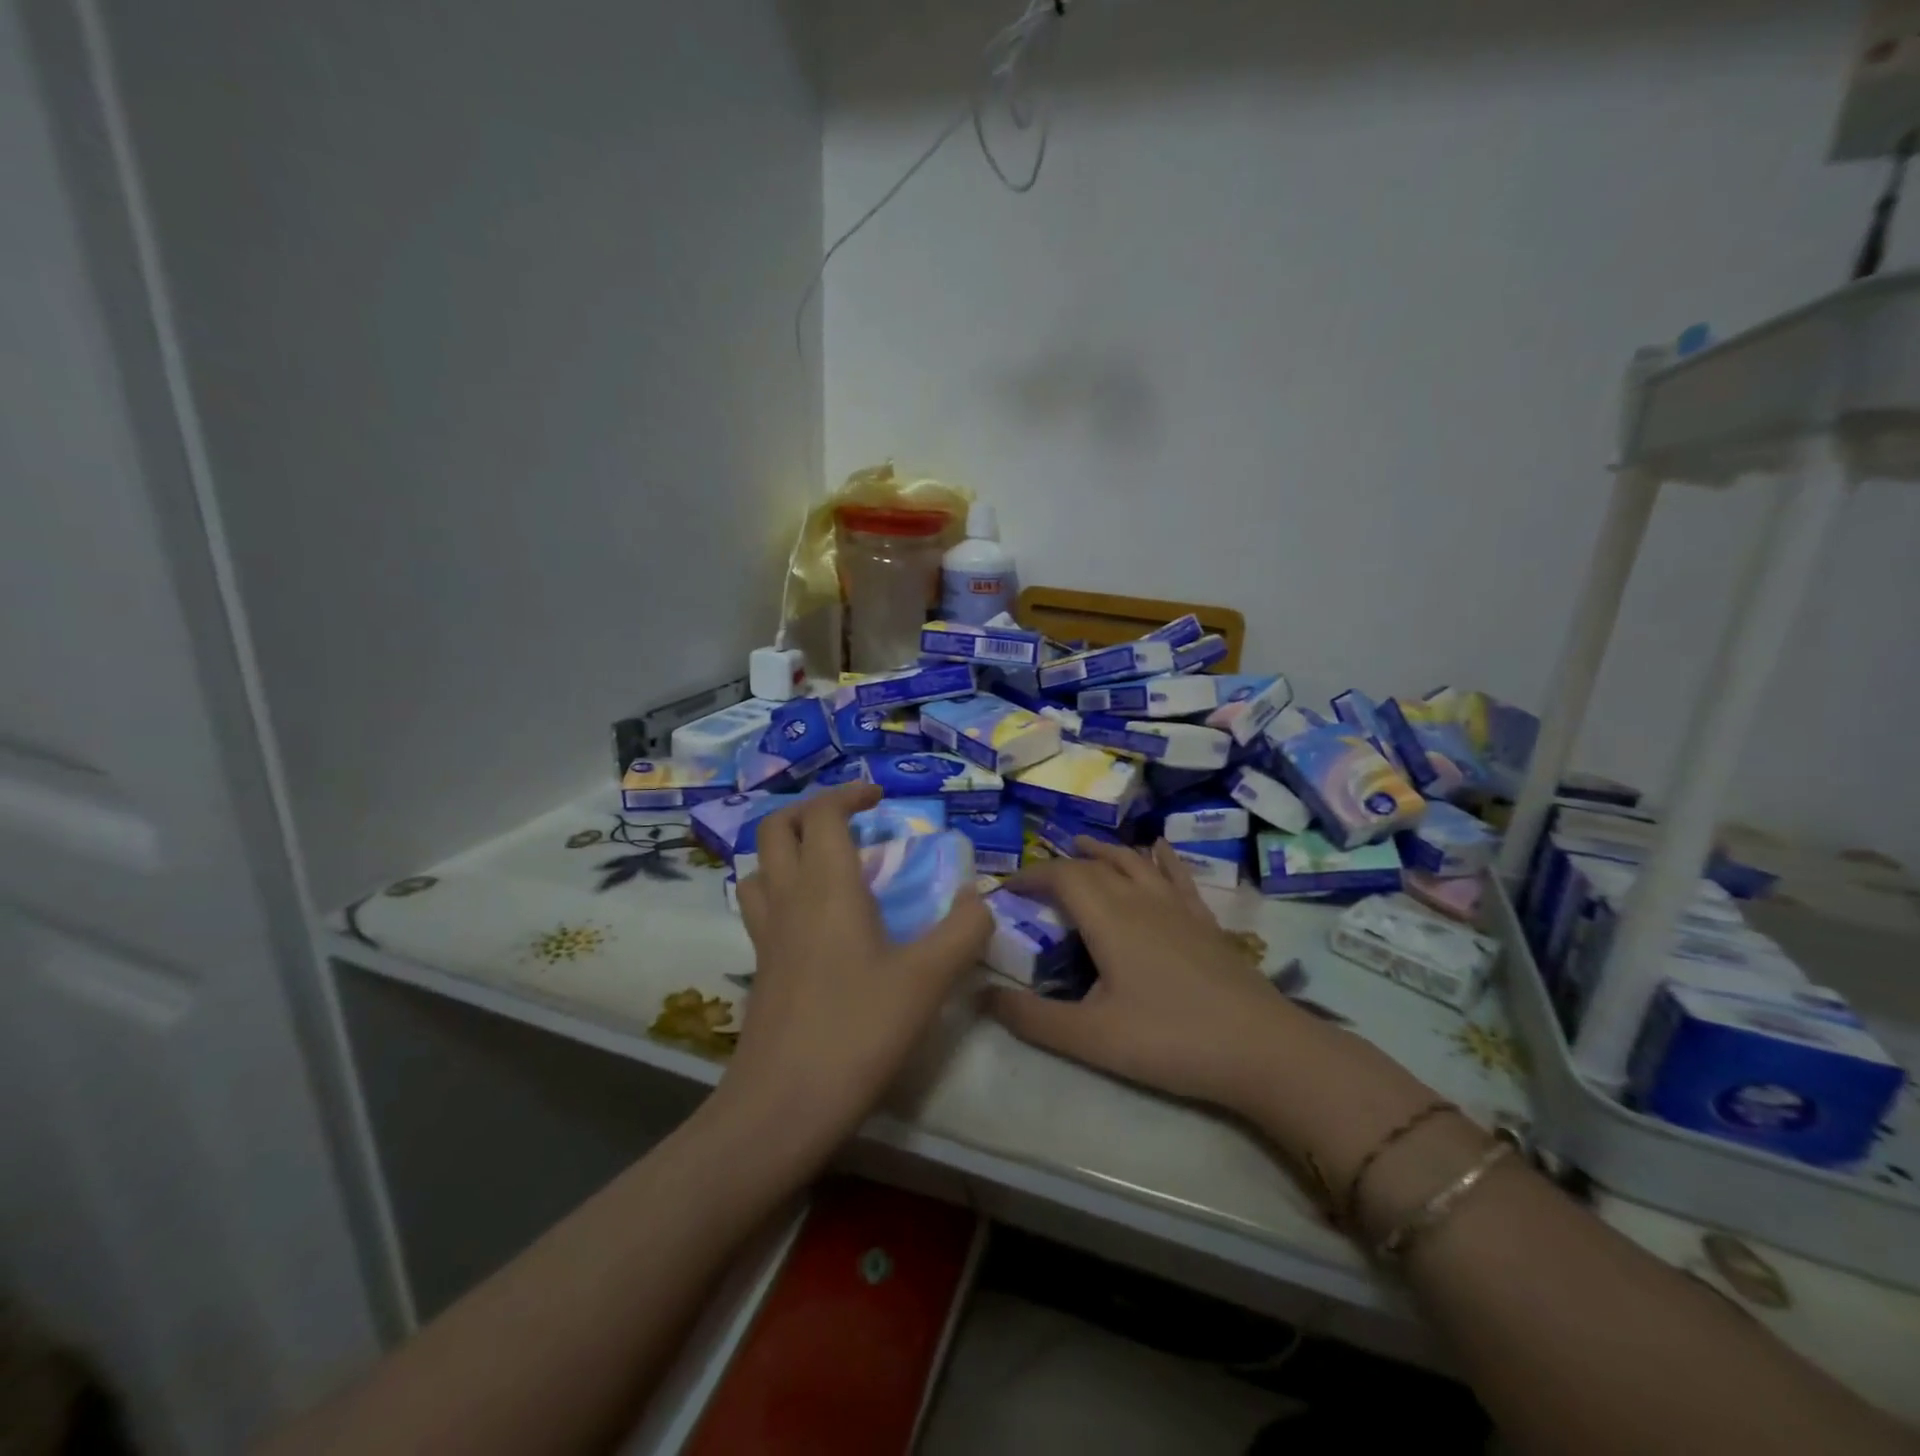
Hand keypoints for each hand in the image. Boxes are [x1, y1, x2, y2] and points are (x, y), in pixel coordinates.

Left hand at [723, 783, 991, 1158]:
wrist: (782, 1106)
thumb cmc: (857, 1032)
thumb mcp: (927, 979)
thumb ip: (963, 930)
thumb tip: (979, 898)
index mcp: (826, 886)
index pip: (823, 814)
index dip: (849, 794)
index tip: (880, 798)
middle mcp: (788, 898)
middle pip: (776, 828)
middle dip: (811, 811)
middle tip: (851, 822)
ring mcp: (766, 934)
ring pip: (759, 866)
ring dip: (789, 849)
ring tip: (829, 864)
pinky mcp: (760, 967)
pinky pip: (760, 905)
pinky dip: (781, 889)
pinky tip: (814, 920)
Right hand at [984, 840, 1307, 1110]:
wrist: (1261, 1050)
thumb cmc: (1170, 1040)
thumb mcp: (1091, 1037)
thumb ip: (1033, 1018)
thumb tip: (982, 994)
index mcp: (1109, 918)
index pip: (1061, 877)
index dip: (1030, 876)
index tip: (1005, 889)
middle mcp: (1141, 899)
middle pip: (1095, 866)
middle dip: (1060, 866)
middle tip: (1036, 881)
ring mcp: (1178, 906)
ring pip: (1134, 861)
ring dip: (1104, 851)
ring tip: (1084, 845)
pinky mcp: (1205, 920)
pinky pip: (1177, 875)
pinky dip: (1160, 858)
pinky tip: (1158, 848)